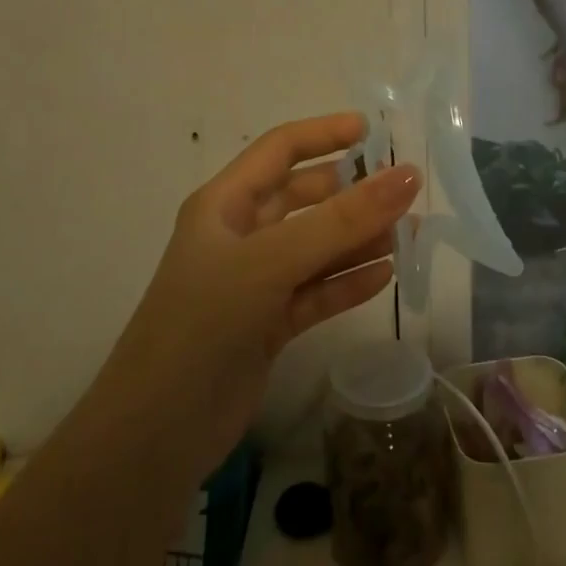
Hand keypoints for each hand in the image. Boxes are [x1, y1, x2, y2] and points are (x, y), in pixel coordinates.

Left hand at [113, 112, 421, 468]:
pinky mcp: (268, 324)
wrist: (157, 433)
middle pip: (304, 199)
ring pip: (317, 248)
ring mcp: (254, 283)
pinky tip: (385, 278)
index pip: (280, 150)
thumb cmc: (204, 323)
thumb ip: (342, 221)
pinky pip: (317, 292)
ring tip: (409, 237)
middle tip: (404, 194)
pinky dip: (348, 284)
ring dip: (358, 240)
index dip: (325, 133)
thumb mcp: (271, 262)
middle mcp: (240, 236)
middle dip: (352, 193)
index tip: (375, 131)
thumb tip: (408, 175)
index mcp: (225, 204)